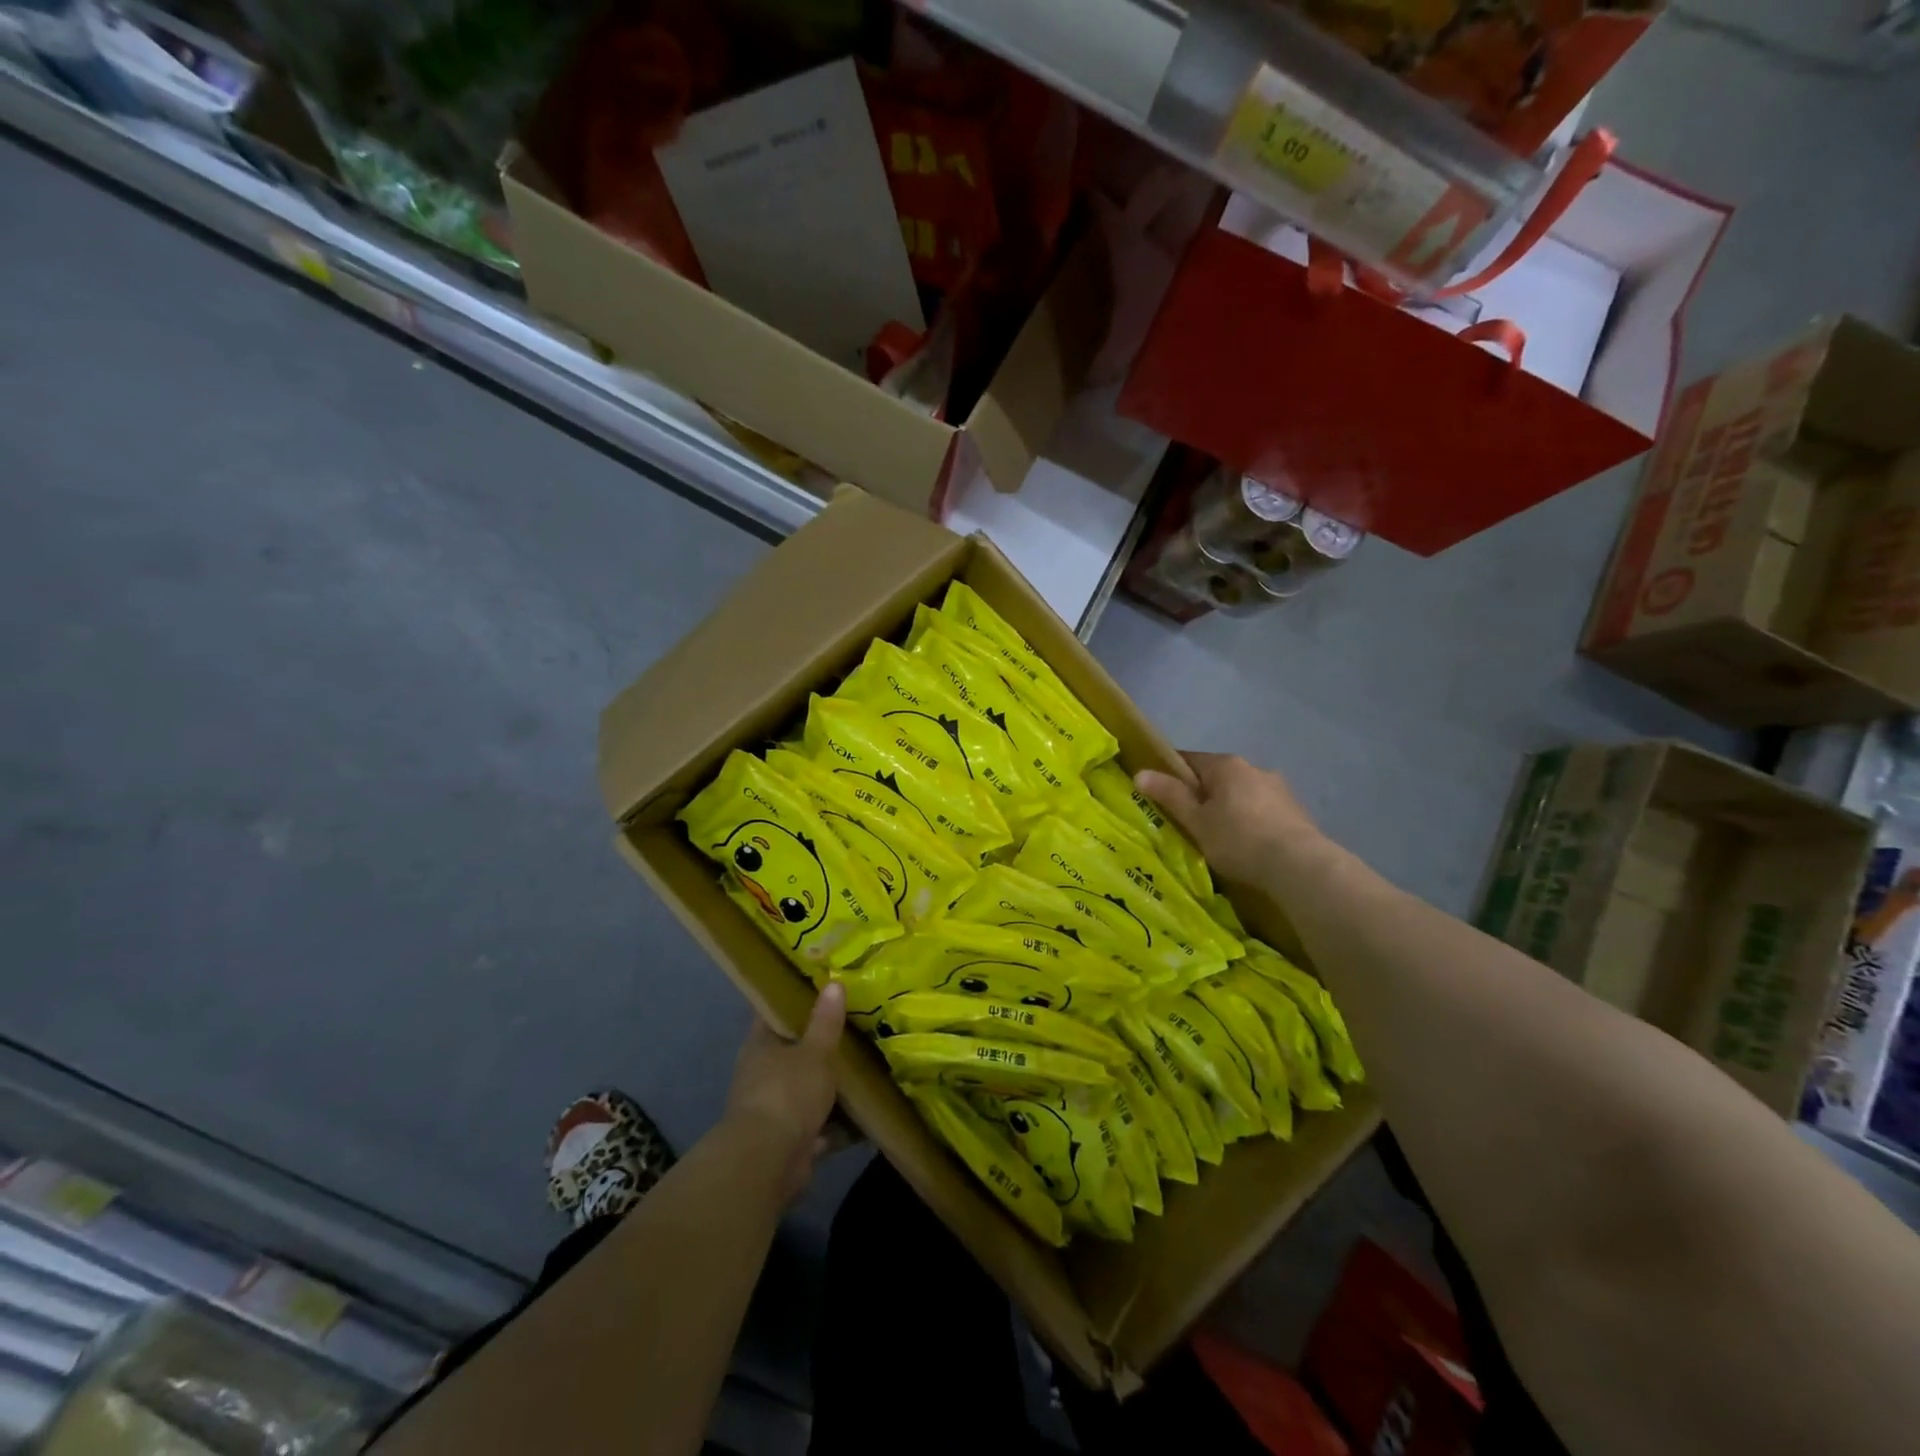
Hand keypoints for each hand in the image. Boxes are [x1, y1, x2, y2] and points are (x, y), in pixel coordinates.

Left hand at [723, 981, 846, 1200]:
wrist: (768, 1162)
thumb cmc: (787, 1093)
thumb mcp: (814, 1052)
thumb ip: (825, 1022)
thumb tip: (834, 983)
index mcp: (760, 1046)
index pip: (775, 1014)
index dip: (795, 1000)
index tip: (823, 989)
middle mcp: (761, 1074)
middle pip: (793, 1052)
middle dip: (820, 1046)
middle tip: (855, 1028)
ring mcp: (773, 1109)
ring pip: (806, 1089)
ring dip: (830, 1087)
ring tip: (866, 1070)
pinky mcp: (789, 1140)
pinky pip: (818, 1124)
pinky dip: (837, 1123)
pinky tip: (865, 1115)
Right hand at [1135, 753, 1329, 895]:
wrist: (1299, 865)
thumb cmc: (1238, 839)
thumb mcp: (1196, 821)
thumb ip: (1170, 795)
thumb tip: (1140, 773)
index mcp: (1226, 765)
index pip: (1189, 759)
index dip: (1171, 774)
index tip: (1159, 794)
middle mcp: (1254, 768)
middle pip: (1217, 776)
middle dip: (1203, 794)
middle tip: (1188, 822)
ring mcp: (1279, 788)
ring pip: (1242, 793)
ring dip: (1230, 807)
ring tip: (1221, 837)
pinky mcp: (1296, 810)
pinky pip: (1263, 810)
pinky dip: (1251, 820)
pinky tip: (1248, 844)